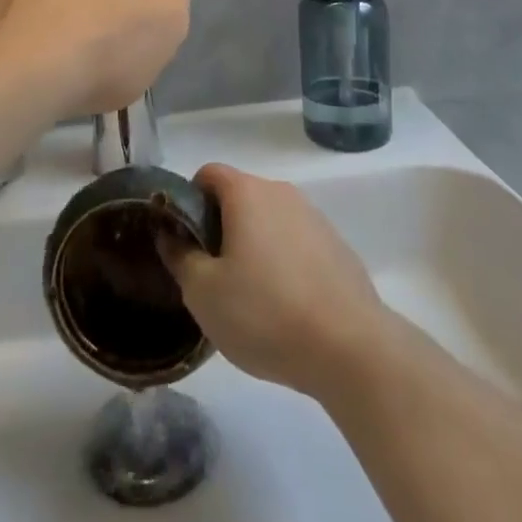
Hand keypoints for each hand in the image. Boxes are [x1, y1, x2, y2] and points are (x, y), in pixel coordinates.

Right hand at [159, 163, 393, 399]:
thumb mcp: (203, 292)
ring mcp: (314, 217)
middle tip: (212, 275)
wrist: (350, 348)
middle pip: (239, 197)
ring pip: (269, 221)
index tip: (185, 241)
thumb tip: (170, 234)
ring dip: (253, 246)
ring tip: (249, 297)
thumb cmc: (265, 313)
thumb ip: (180, 256)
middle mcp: (282, 192)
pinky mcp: (337, 246)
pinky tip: (285, 306)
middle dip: (220, 228)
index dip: (189, 201)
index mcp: (247, 192)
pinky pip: (296, 242)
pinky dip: (283, 262)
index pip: (208, 174)